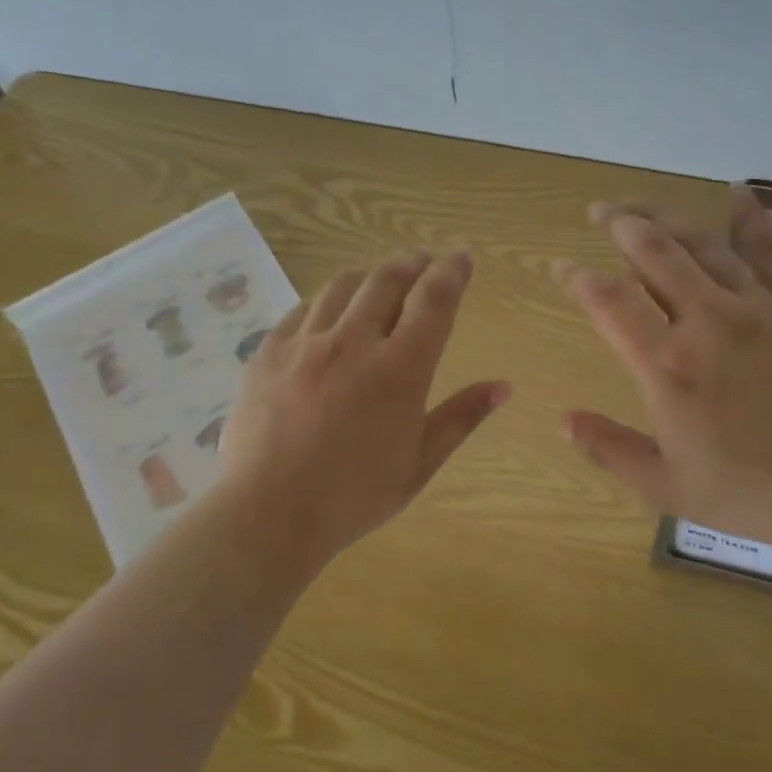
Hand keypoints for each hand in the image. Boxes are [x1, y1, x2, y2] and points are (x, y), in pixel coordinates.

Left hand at [219, 249, 510, 564]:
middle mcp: (354, 342)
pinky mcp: (269, 351)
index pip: (434, 301)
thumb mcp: (419, 463)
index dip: (452, 272)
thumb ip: (462, 417)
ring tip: (381, 277)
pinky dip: (327, 298)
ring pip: (344, 286)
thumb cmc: (353, 496)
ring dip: (370, 273)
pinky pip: (303, 308)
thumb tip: (504, 387)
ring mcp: (306, 343)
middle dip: (412, 262)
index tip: (461, 256)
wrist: (267, 514)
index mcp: (400, 370)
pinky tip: (331, 307)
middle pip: (388, 280)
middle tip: (423, 259)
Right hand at [557, 186, 771, 573]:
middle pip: (653, 250)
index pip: (610, 301)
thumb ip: (610, 449)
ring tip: (639, 204)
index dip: (578, 277)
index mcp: (667, 366)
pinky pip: (769, 250)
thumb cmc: (756, 494)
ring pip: (701, 243)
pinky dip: (750, 217)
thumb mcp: (667, 488)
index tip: (563, 267)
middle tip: (599, 210)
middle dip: (619, 222)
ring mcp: (757, 306)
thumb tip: (564, 419)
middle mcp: (706, 321)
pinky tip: (737, 190)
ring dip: (665, 215)